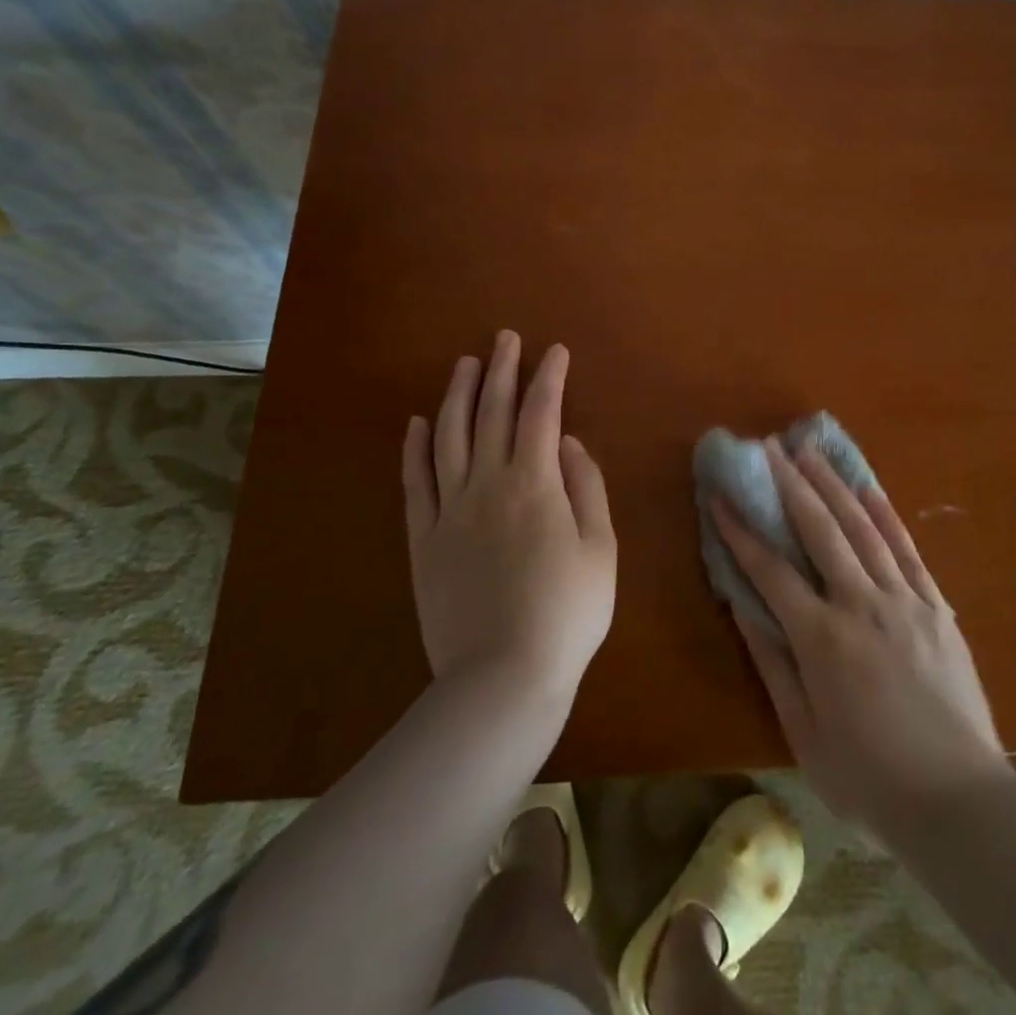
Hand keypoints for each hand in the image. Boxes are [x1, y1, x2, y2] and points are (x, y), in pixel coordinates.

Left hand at [402, 332, 615, 704]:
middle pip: (491, 413)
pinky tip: (418, 422)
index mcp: (535, 483)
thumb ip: (586, 488)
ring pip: (449, 436)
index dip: (549, 378)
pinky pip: (415, 482)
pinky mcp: (423, 538)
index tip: (556, 351)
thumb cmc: (567, 612)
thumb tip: (569, 442)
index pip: (540, 414)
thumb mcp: (600, 548)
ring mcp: (449, 509)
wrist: (503, 676)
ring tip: (465, 364)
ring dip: (457, 394)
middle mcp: (487, 483)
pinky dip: (416, 447)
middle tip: (505, 339)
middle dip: (501, 370)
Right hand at [719, 441, 1007, 840]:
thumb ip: (772, 665)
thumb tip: (742, 607)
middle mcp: (861, 605)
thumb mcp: (804, 734)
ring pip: (863, 528)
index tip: (720, 497)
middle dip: (790, 484)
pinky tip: (869, 487)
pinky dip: (887, 514)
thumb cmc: (870, 779)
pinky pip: (908, 550)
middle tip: (769, 448)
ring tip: (810, 450)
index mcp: (822, 639)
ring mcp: (904, 601)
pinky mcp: (937, 607)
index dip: (740, 531)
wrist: (961, 803)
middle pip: (819, 530)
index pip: (770, 570)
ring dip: (833, 485)